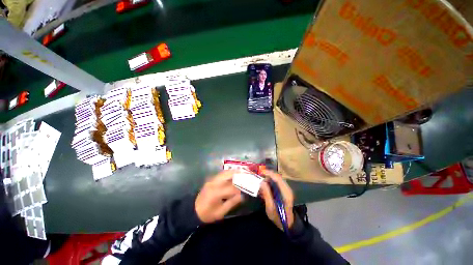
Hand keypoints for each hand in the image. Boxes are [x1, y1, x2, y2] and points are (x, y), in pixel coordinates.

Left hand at [195, 170, 243, 222]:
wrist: (193, 210)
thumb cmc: (207, 214)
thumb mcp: (221, 212)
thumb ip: (232, 202)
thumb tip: (242, 195)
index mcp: (217, 192)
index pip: (232, 187)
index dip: (240, 188)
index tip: (247, 188)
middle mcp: (215, 183)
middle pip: (228, 174)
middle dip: (238, 173)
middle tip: (247, 174)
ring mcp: (212, 179)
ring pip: (225, 172)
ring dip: (234, 171)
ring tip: (242, 172)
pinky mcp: (211, 179)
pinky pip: (222, 173)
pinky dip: (229, 173)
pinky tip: (234, 175)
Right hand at [259, 170, 294, 229]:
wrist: (287, 224)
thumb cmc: (278, 217)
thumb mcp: (270, 207)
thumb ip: (267, 194)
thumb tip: (262, 182)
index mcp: (285, 193)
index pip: (278, 178)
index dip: (269, 173)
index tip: (261, 172)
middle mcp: (287, 189)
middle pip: (277, 177)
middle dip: (268, 175)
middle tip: (259, 176)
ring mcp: (286, 189)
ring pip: (276, 179)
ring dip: (268, 178)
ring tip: (260, 181)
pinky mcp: (284, 191)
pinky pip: (276, 183)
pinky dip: (270, 182)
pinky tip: (264, 186)